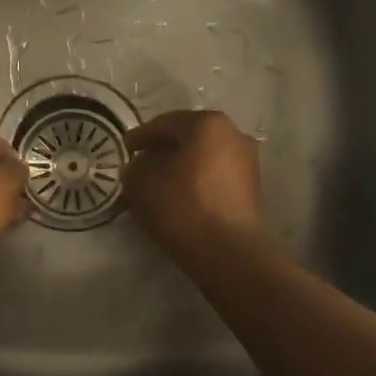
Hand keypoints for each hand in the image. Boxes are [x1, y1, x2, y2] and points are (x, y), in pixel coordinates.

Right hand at [123, 109, 262, 265]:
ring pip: (202, 160)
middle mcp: (234, 136)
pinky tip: (177, 200)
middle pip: (188, 139)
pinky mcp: (251, 192)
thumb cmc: (182, 205)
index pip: (166, 123)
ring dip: (179, 169)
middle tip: (139, 166)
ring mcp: (247, 164)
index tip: (124, 149)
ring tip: (156, 187)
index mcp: (209, 123)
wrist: (227, 252)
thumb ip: (135, 167)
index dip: (140, 136)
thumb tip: (141, 167)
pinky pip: (214, 179)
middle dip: (162, 152)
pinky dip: (195, 184)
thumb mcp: (141, 181)